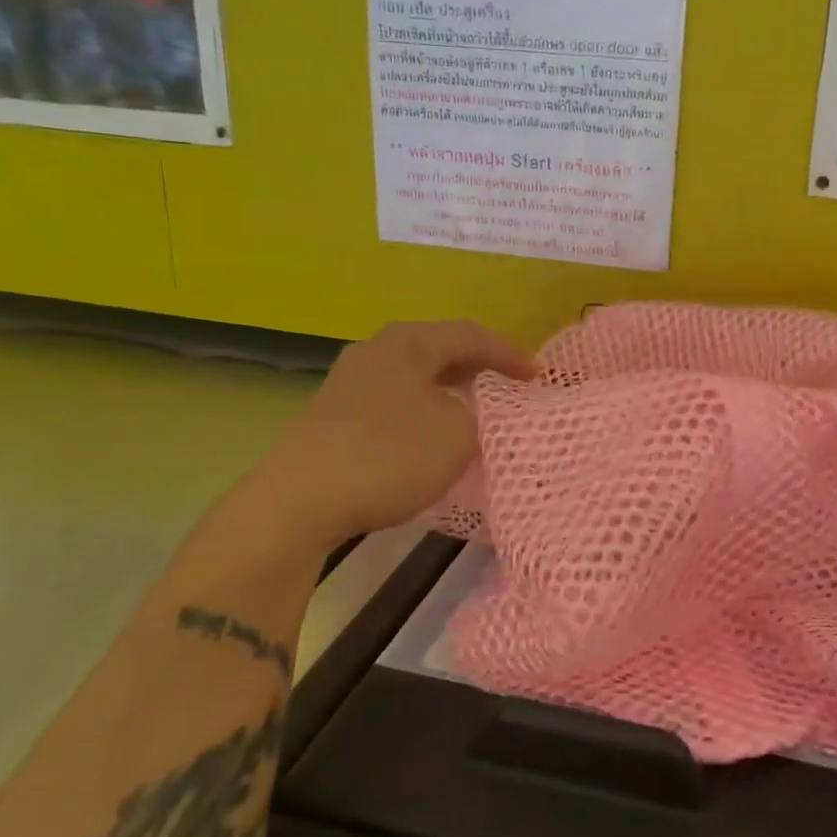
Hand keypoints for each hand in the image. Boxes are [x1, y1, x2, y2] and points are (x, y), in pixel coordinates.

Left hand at [247, 320, 535, 545]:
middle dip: (478, 367)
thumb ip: (482, 416)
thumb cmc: (389, 456)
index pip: (471, 334)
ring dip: (448, 391)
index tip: (538, 377)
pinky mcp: (333, 416)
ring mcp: (349, 383)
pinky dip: (423, 411)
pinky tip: (430, 438)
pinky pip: (394, 401)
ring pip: (414, 376)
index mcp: (409, 342)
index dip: (509, 353)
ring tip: (474, 411)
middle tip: (508, 387)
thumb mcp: (457, 435)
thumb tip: (479, 412)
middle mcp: (376, 351)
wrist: (298, 502)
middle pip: (439, 349)